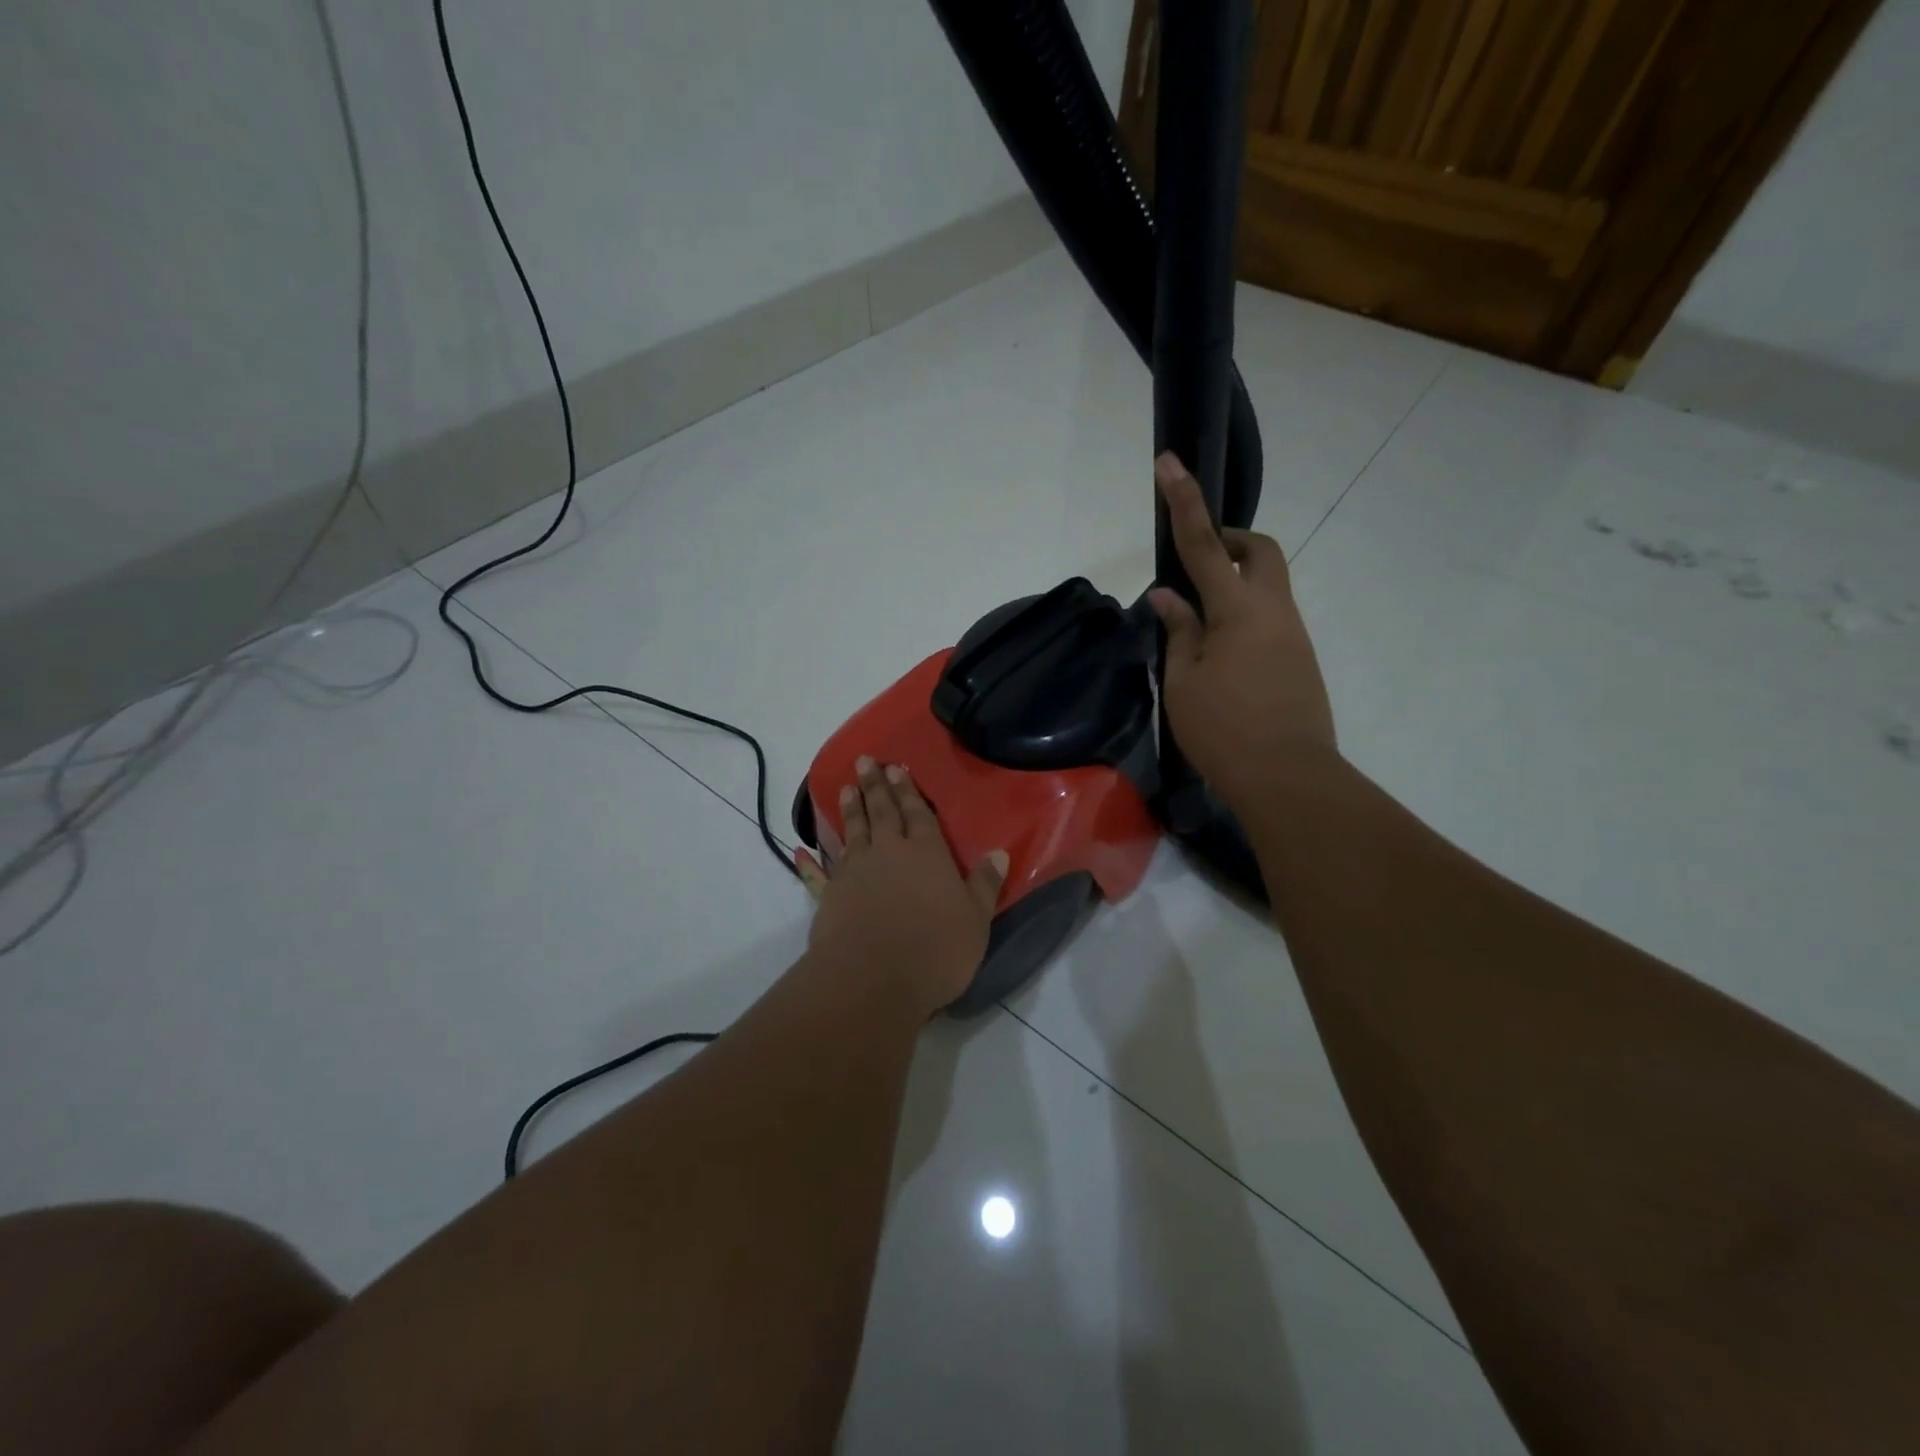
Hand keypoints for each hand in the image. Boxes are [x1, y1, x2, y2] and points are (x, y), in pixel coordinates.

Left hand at [799, 757, 1007, 1016]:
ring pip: (853, 831)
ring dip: (851, 808)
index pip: (919, 814)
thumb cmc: (934, 950)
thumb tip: (999, 853)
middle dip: (877, 786)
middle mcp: (889, 852)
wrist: (872, 978)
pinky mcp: (830, 895)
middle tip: (866, 761)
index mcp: (927, 854)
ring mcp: (856, 871)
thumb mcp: (975, 920)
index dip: (909, 791)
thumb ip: (985, 885)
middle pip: (883, 812)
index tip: (897, 768)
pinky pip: (820, 871)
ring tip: (847, 786)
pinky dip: (811, 860)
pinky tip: (800, 850)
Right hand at [1148, 452, 1337, 806]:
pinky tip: (1220, 657)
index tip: (1170, 463)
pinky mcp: (1300, 659)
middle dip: (1231, 540)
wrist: (1289, 779)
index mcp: (1238, 610)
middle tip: (1199, 560)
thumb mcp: (1184, 681)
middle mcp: (1274, 610)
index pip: (1206, 544)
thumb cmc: (1225, 730)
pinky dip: (1243, 617)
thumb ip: (1179, 631)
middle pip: (1261, 551)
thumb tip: (1169, 596)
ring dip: (1235, 585)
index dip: (1184, 502)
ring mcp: (1294, 634)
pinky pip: (1271, 618)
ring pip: (1268, 586)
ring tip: (1197, 627)